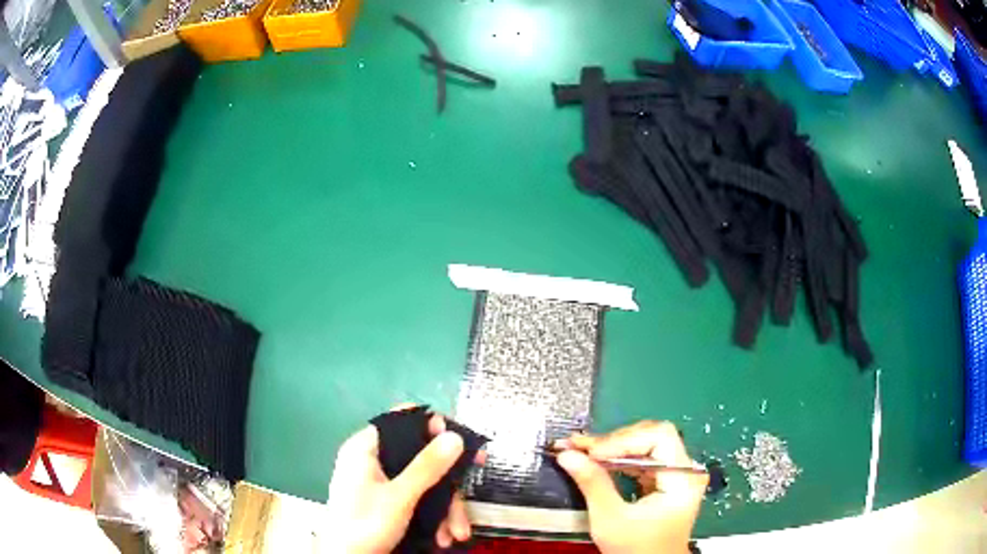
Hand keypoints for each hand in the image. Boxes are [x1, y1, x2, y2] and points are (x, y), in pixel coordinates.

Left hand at [325, 408, 481, 552]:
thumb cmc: (364, 524)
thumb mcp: (399, 497)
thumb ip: (426, 467)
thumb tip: (454, 436)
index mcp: (365, 448)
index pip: (401, 421)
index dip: (431, 427)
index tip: (459, 443)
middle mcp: (373, 461)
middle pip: (420, 458)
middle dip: (447, 485)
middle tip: (468, 492)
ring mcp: (382, 483)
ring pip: (423, 483)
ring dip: (445, 509)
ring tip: (456, 532)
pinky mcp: (389, 503)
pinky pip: (418, 500)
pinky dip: (433, 517)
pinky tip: (443, 536)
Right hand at [555, 421, 707, 553]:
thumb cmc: (635, 549)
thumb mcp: (610, 519)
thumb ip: (592, 483)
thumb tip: (567, 453)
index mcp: (683, 478)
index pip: (659, 436)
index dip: (623, 439)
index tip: (591, 452)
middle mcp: (686, 469)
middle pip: (652, 435)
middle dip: (614, 441)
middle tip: (579, 446)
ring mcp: (678, 473)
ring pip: (646, 443)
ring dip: (612, 447)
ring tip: (582, 450)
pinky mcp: (667, 479)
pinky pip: (643, 457)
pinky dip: (618, 457)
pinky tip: (597, 459)